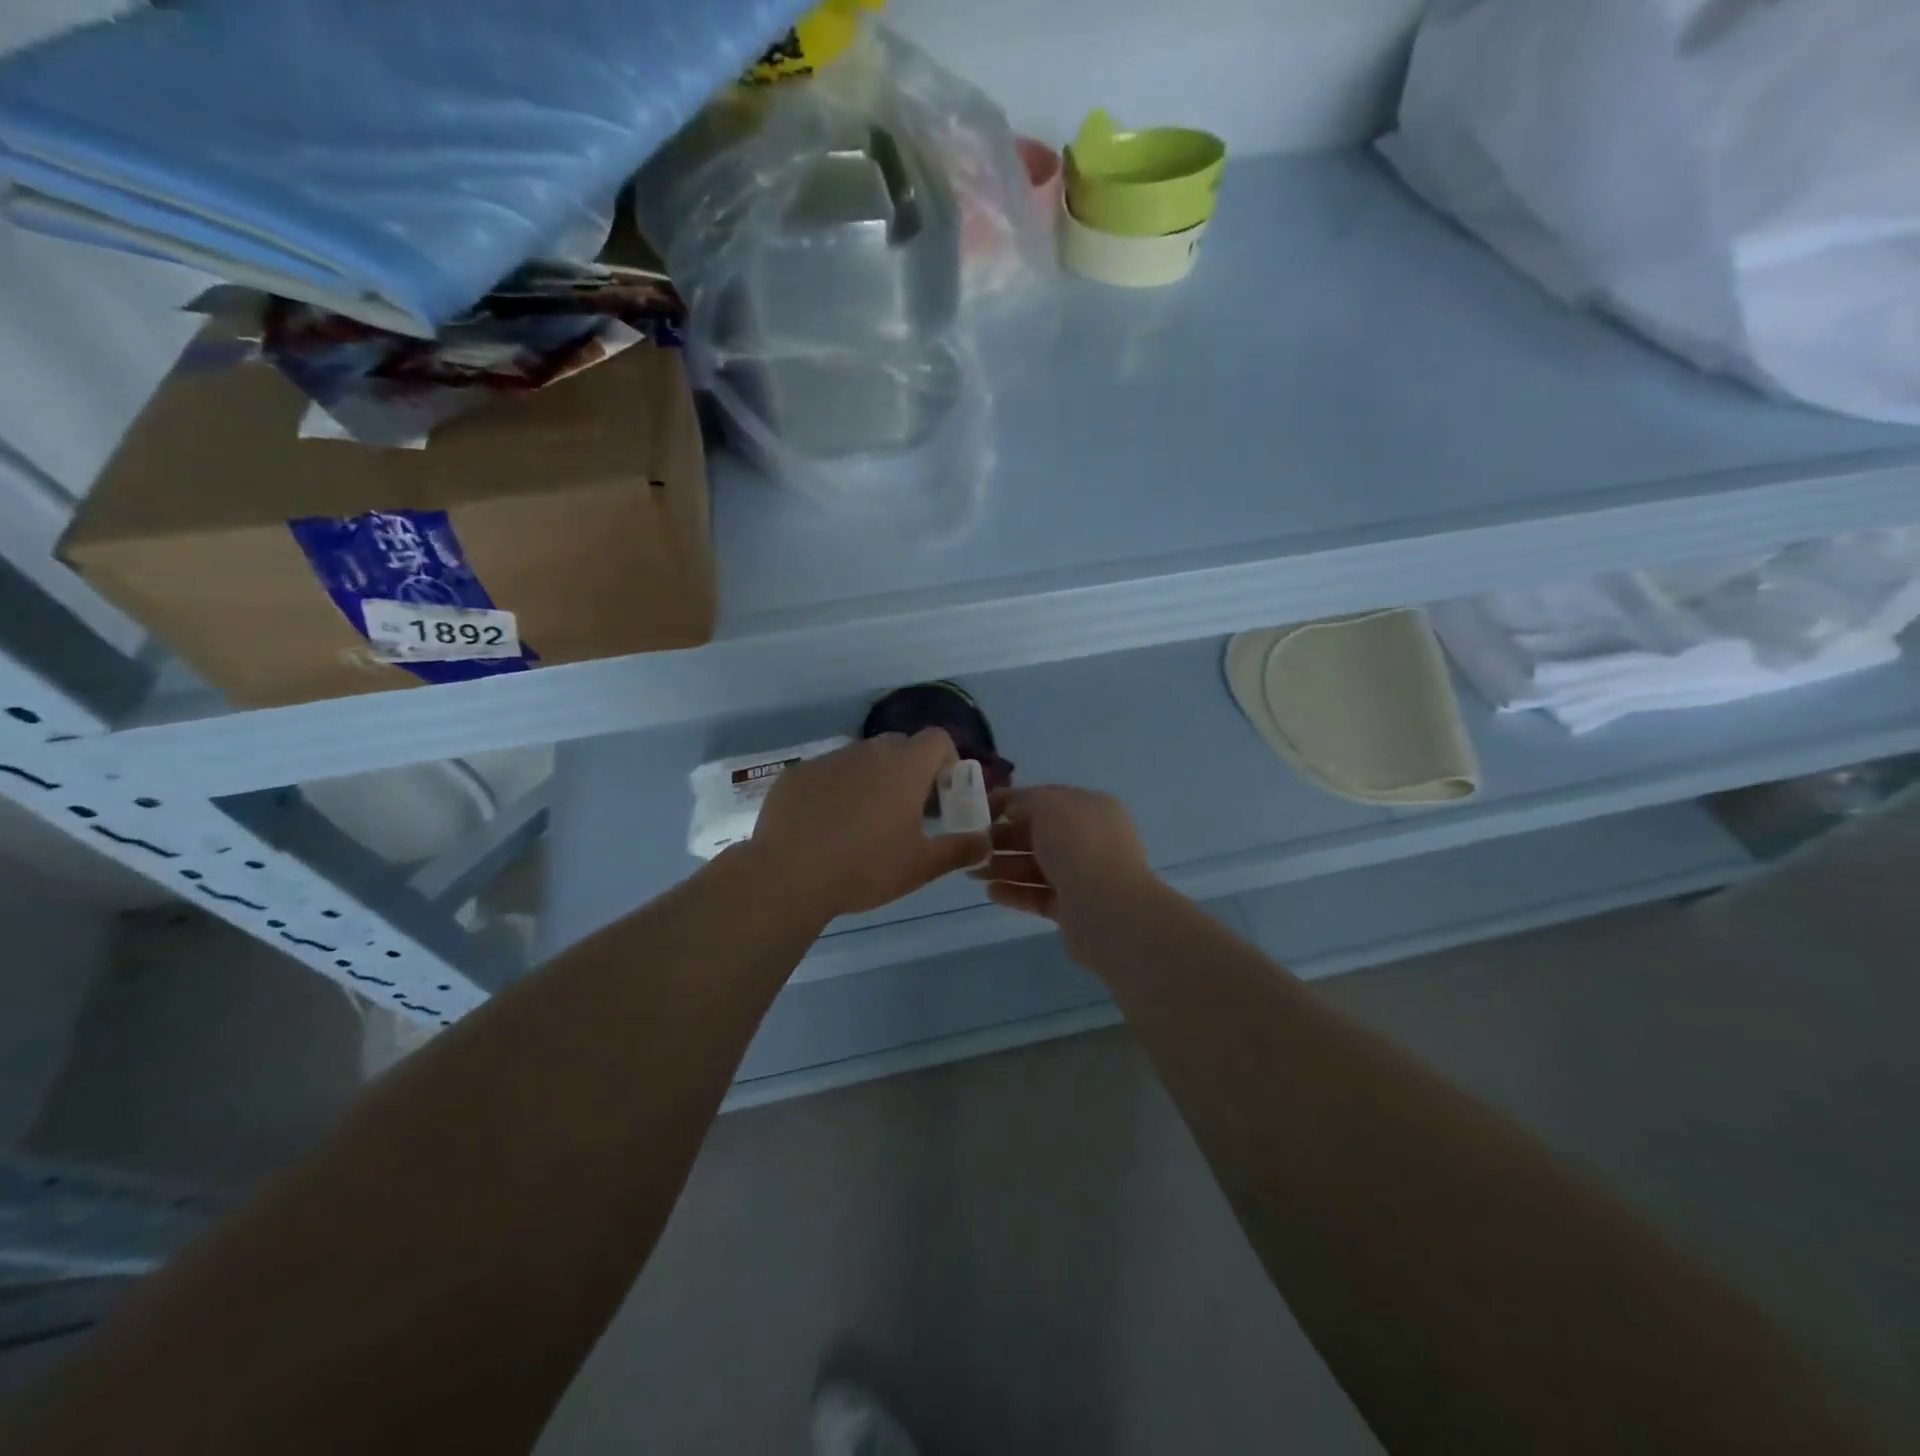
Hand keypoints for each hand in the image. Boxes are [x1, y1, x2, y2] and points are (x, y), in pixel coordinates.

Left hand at [751, 729, 990, 918]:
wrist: (788, 876)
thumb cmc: (865, 868)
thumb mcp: (921, 866)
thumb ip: (959, 849)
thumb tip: (985, 842)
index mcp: (904, 766)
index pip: (938, 738)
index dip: (947, 761)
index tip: (943, 794)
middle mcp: (868, 751)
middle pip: (899, 747)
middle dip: (910, 771)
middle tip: (908, 811)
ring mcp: (829, 759)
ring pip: (861, 760)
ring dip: (872, 780)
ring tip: (863, 823)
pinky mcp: (797, 774)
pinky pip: (827, 774)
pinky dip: (836, 790)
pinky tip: (825, 827)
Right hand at [970, 785, 1160, 953]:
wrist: (1108, 909)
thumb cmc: (1078, 846)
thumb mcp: (1048, 805)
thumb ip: (1024, 800)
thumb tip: (1010, 807)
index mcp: (1090, 808)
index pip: (1045, 799)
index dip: (1012, 802)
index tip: (980, 810)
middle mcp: (1090, 839)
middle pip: (1038, 835)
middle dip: (1003, 839)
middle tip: (973, 846)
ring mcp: (1083, 876)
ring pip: (1036, 867)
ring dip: (1004, 867)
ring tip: (973, 872)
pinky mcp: (1074, 908)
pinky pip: (1039, 896)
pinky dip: (1015, 892)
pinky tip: (990, 892)